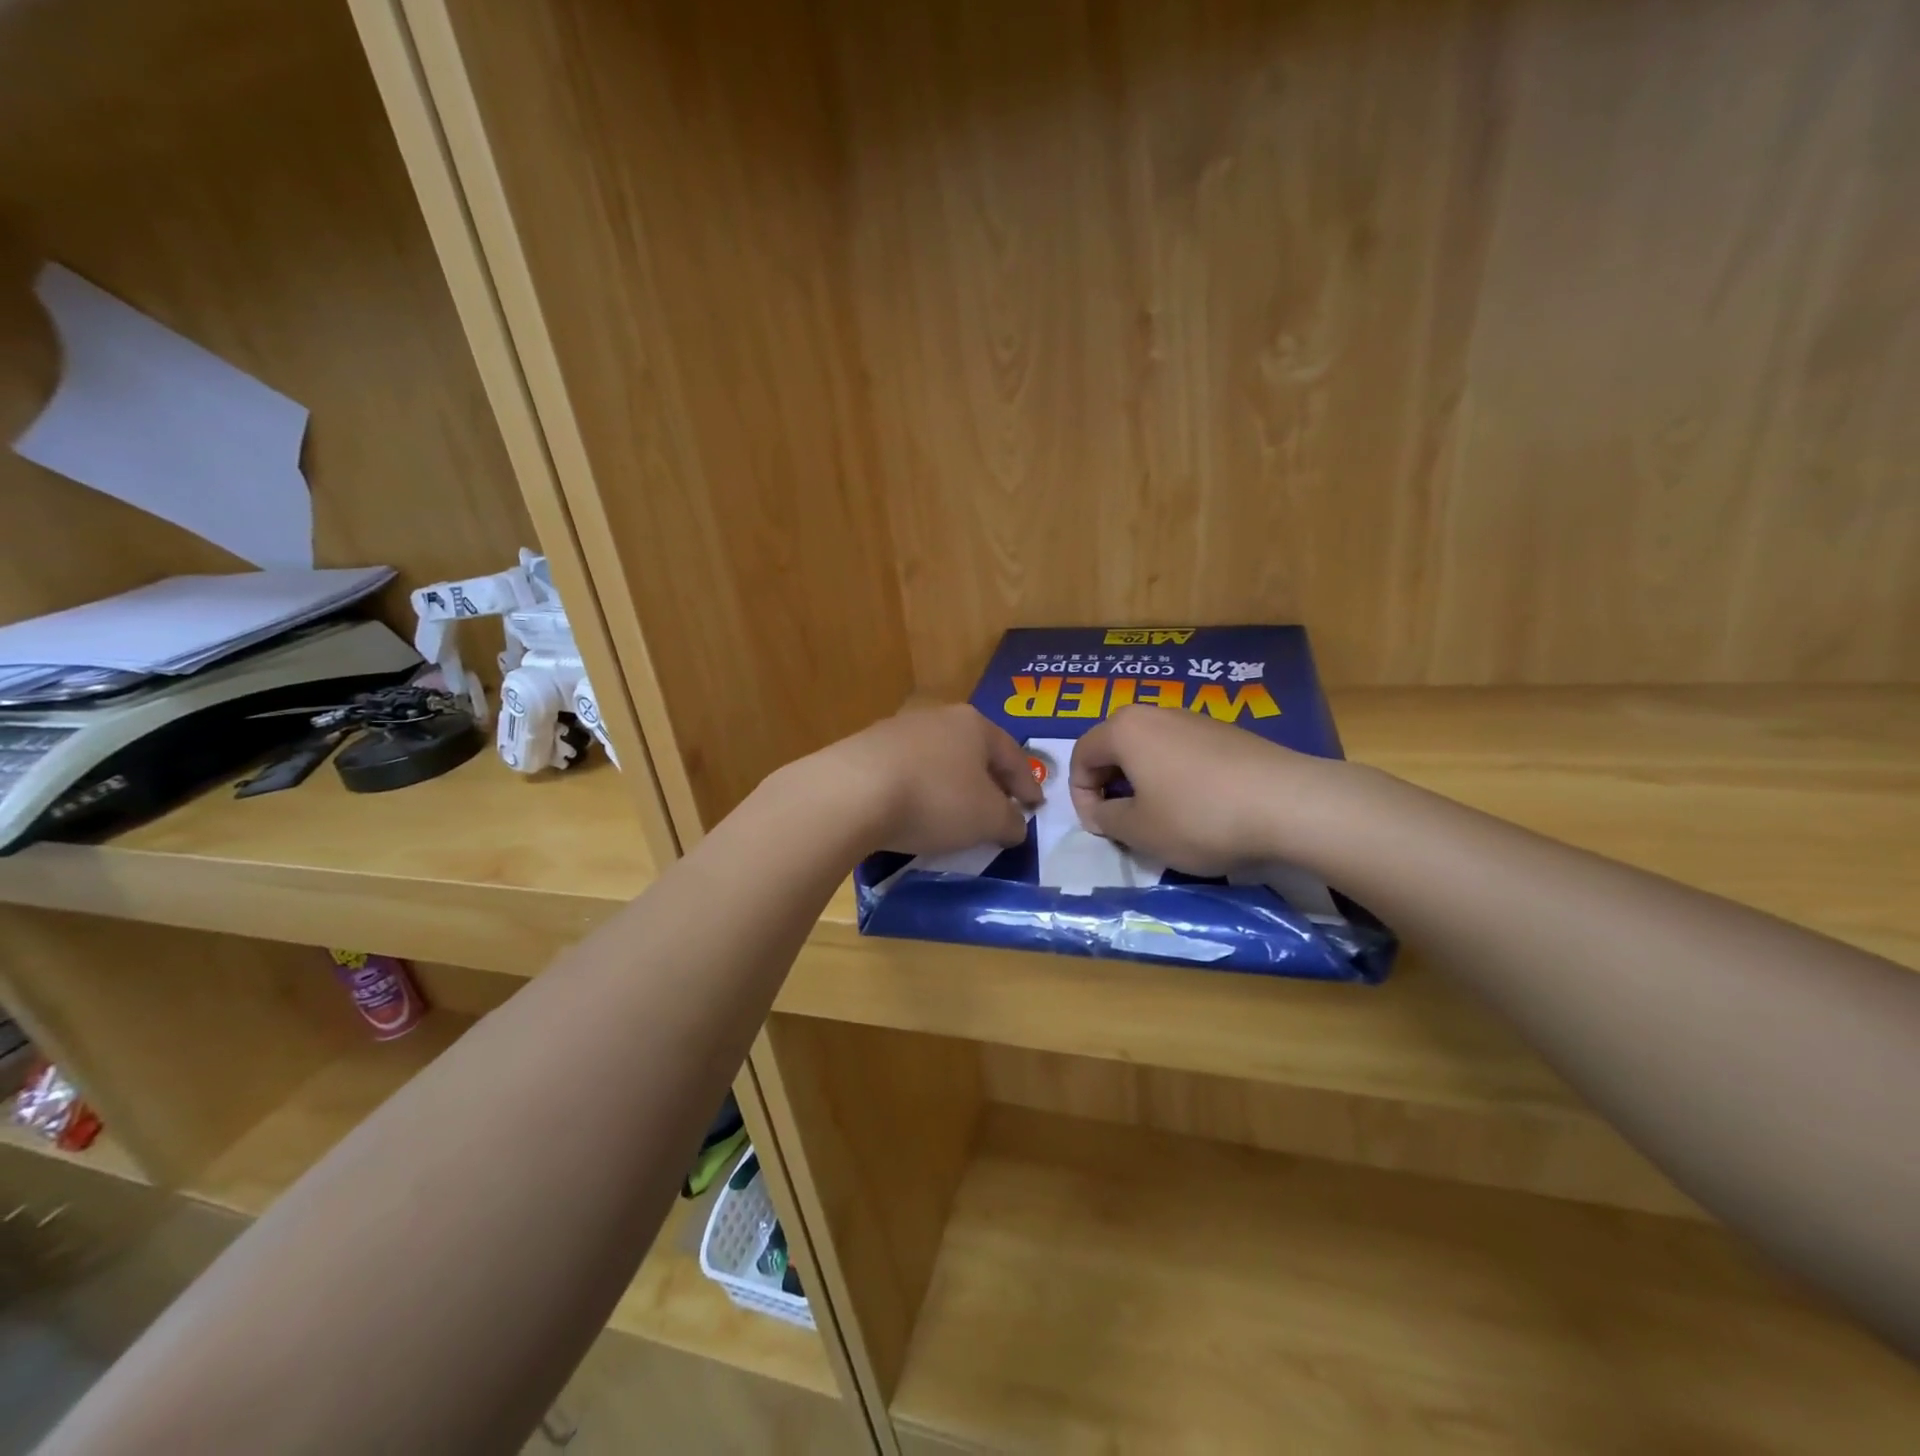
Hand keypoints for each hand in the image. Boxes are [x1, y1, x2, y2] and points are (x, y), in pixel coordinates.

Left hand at [808, 705, 1042, 856]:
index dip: (1028, 784)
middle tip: (999, 807)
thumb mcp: (986, 819)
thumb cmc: (934, 799)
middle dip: (989, 780)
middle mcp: (937, 717)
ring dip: (951, 784)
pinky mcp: (864, 749)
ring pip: (937, 759)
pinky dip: (918, 789)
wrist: (851, 793)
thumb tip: (1015, 824)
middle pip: (974, 752)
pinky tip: (913, 810)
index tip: (1036, 806)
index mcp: (974, 725)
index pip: (1012, 755)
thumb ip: (1010, 821)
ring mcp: (897, 729)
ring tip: (955, 812)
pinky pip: (905, 771)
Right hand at [1068, 705, 1338, 875]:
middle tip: (1124, 821)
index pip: (1081, 755)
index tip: (1099, 828)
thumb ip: (1107, 819)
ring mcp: (1196, 719)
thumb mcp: (1139, 831)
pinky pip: (1184, 752)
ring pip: (1152, 749)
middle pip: (1116, 746)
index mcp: (1125, 729)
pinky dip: (1177, 777)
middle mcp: (1156, 713)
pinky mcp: (1228, 733)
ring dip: (1144, 782)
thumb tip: (1103, 811)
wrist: (1289, 804)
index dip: (1080, 796)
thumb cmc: (1199, 817)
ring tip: (1162, 817)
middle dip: (1111, 785)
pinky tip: (1200, 807)